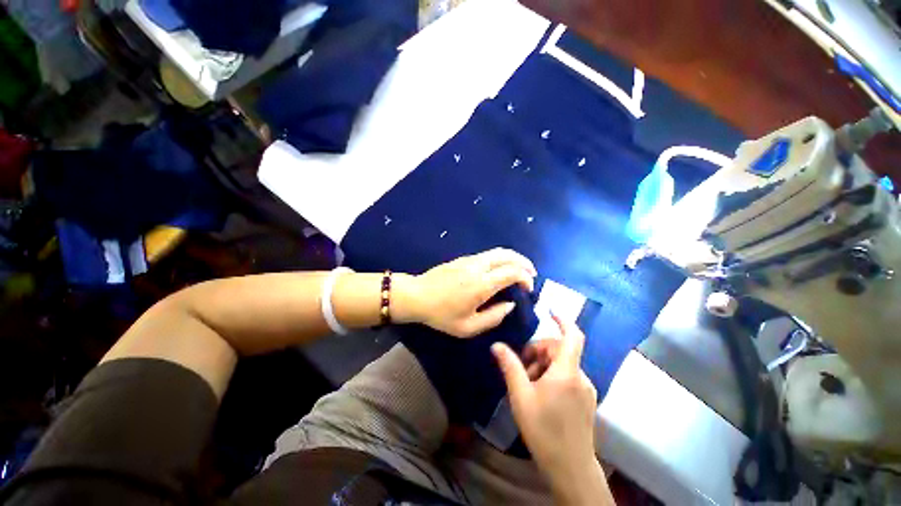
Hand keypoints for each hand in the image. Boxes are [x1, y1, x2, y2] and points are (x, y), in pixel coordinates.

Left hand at [394, 248, 535, 337]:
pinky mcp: (463, 258)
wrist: (417, 295)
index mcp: (482, 284)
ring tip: (520, 269)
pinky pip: (488, 254)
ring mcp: (470, 259)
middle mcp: (478, 266)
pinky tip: (500, 269)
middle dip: (524, 262)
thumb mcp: (468, 327)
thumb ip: (494, 317)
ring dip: (513, 258)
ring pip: (498, 251)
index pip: (512, 272)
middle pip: (508, 255)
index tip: (529, 289)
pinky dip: (501, 258)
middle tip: (531, 274)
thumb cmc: (441, 315)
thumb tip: (509, 305)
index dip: (526, 278)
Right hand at [492, 317, 602, 495]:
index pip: (572, 336)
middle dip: (539, 351)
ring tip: (529, 384)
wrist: (571, 469)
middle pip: (560, 349)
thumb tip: (496, 345)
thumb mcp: (521, 396)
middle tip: (522, 368)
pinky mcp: (586, 399)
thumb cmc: (544, 431)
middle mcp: (581, 376)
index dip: (563, 320)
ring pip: (563, 364)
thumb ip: (510, 367)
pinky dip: (553, 375)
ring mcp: (586, 389)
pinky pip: (568, 376)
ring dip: (544, 365)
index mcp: (567, 372)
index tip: (550, 311)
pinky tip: (541, 393)